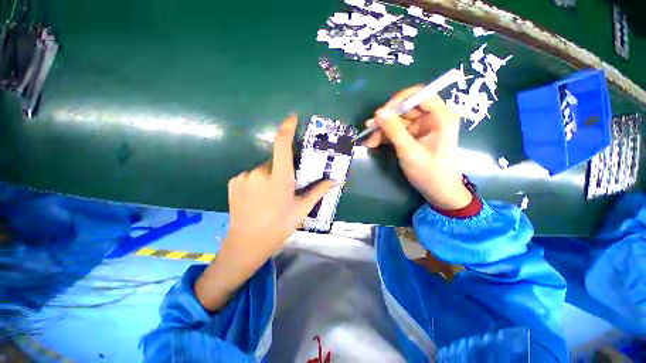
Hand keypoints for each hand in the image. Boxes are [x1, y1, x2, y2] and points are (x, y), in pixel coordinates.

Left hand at [195, 115, 336, 310]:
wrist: (247, 243)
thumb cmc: (279, 226)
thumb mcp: (301, 208)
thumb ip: (319, 191)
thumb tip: (338, 180)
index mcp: (279, 178)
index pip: (282, 145)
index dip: (287, 128)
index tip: (292, 118)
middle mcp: (260, 172)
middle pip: (275, 161)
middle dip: (282, 169)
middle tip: (284, 188)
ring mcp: (244, 176)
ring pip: (263, 169)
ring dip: (269, 177)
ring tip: (270, 197)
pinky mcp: (234, 181)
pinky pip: (251, 175)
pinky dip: (257, 181)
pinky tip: (257, 199)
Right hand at [364, 86, 471, 209]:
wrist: (439, 192)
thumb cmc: (429, 172)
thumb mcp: (409, 151)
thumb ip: (394, 130)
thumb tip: (378, 113)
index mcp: (440, 116)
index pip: (419, 95)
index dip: (398, 100)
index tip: (381, 113)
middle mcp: (433, 117)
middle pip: (405, 109)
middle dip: (386, 120)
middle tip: (369, 130)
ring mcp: (423, 128)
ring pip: (399, 122)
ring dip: (383, 130)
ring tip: (369, 141)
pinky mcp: (416, 137)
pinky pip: (399, 131)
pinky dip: (386, 137)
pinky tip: (374, 143)